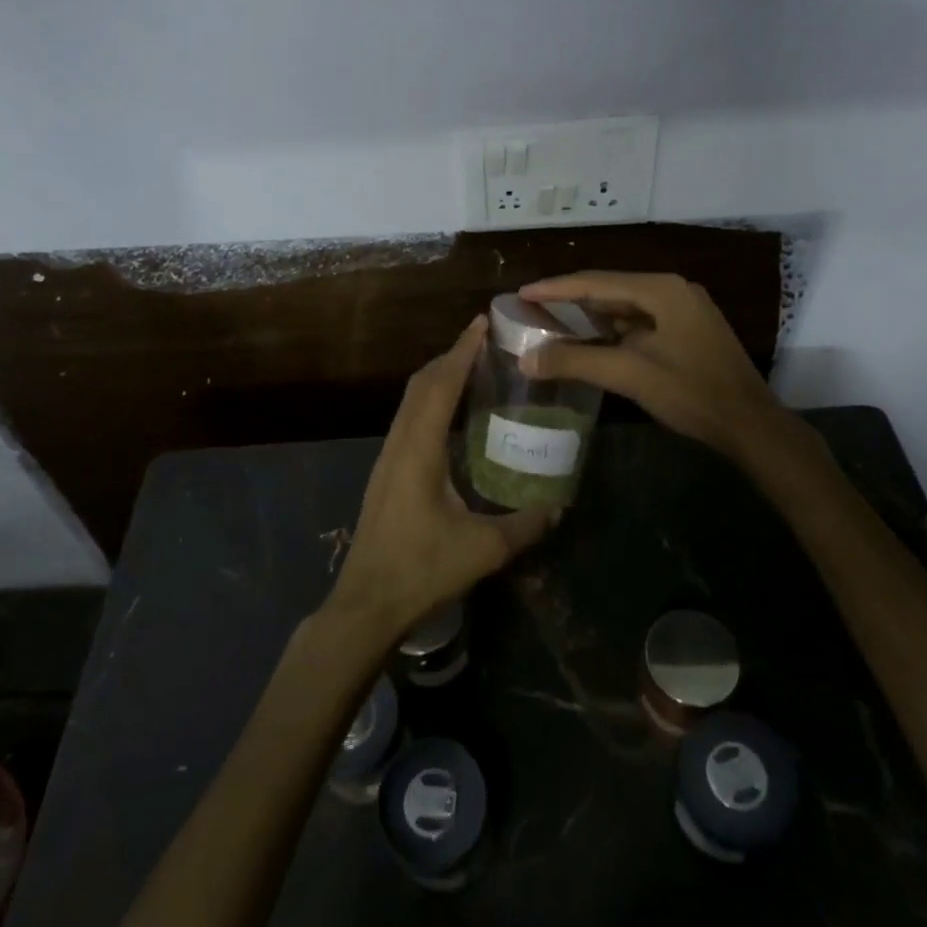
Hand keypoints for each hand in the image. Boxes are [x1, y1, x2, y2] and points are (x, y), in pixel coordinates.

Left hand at [325, 317, 555, 640]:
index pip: (441, 385)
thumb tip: (559, 506)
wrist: (367, 602)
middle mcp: (399, 443)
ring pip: (411, 400)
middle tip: (485, 343)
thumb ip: (525, 525)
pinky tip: (452, 416)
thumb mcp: (483, 549)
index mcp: (419, 449)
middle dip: (451, 356)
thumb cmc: (422, 570)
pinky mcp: (386, 472)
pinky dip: (430, 400)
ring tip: (472, 369)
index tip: (482, 324)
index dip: (461, 351)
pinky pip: (408, 418)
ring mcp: (388, 456)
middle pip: (421, 384)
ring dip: (439, 377)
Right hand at [520, 271, 822, 469]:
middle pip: (610, 289)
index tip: (522, 292)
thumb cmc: (692, 393)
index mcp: (662, 290)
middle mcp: (673, 291)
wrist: (751, 426)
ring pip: (625, 307)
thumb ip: (575, 361)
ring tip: (553, 321)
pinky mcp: (688, 331)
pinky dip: (612, 330)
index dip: (556, 288)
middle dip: (570, 299)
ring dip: (591, 315)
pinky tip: (591, 340)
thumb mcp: (629, 374)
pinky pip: (639, 322)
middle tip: (532, 307)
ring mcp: (684, 310)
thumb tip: (525, 360)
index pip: (597, 282)